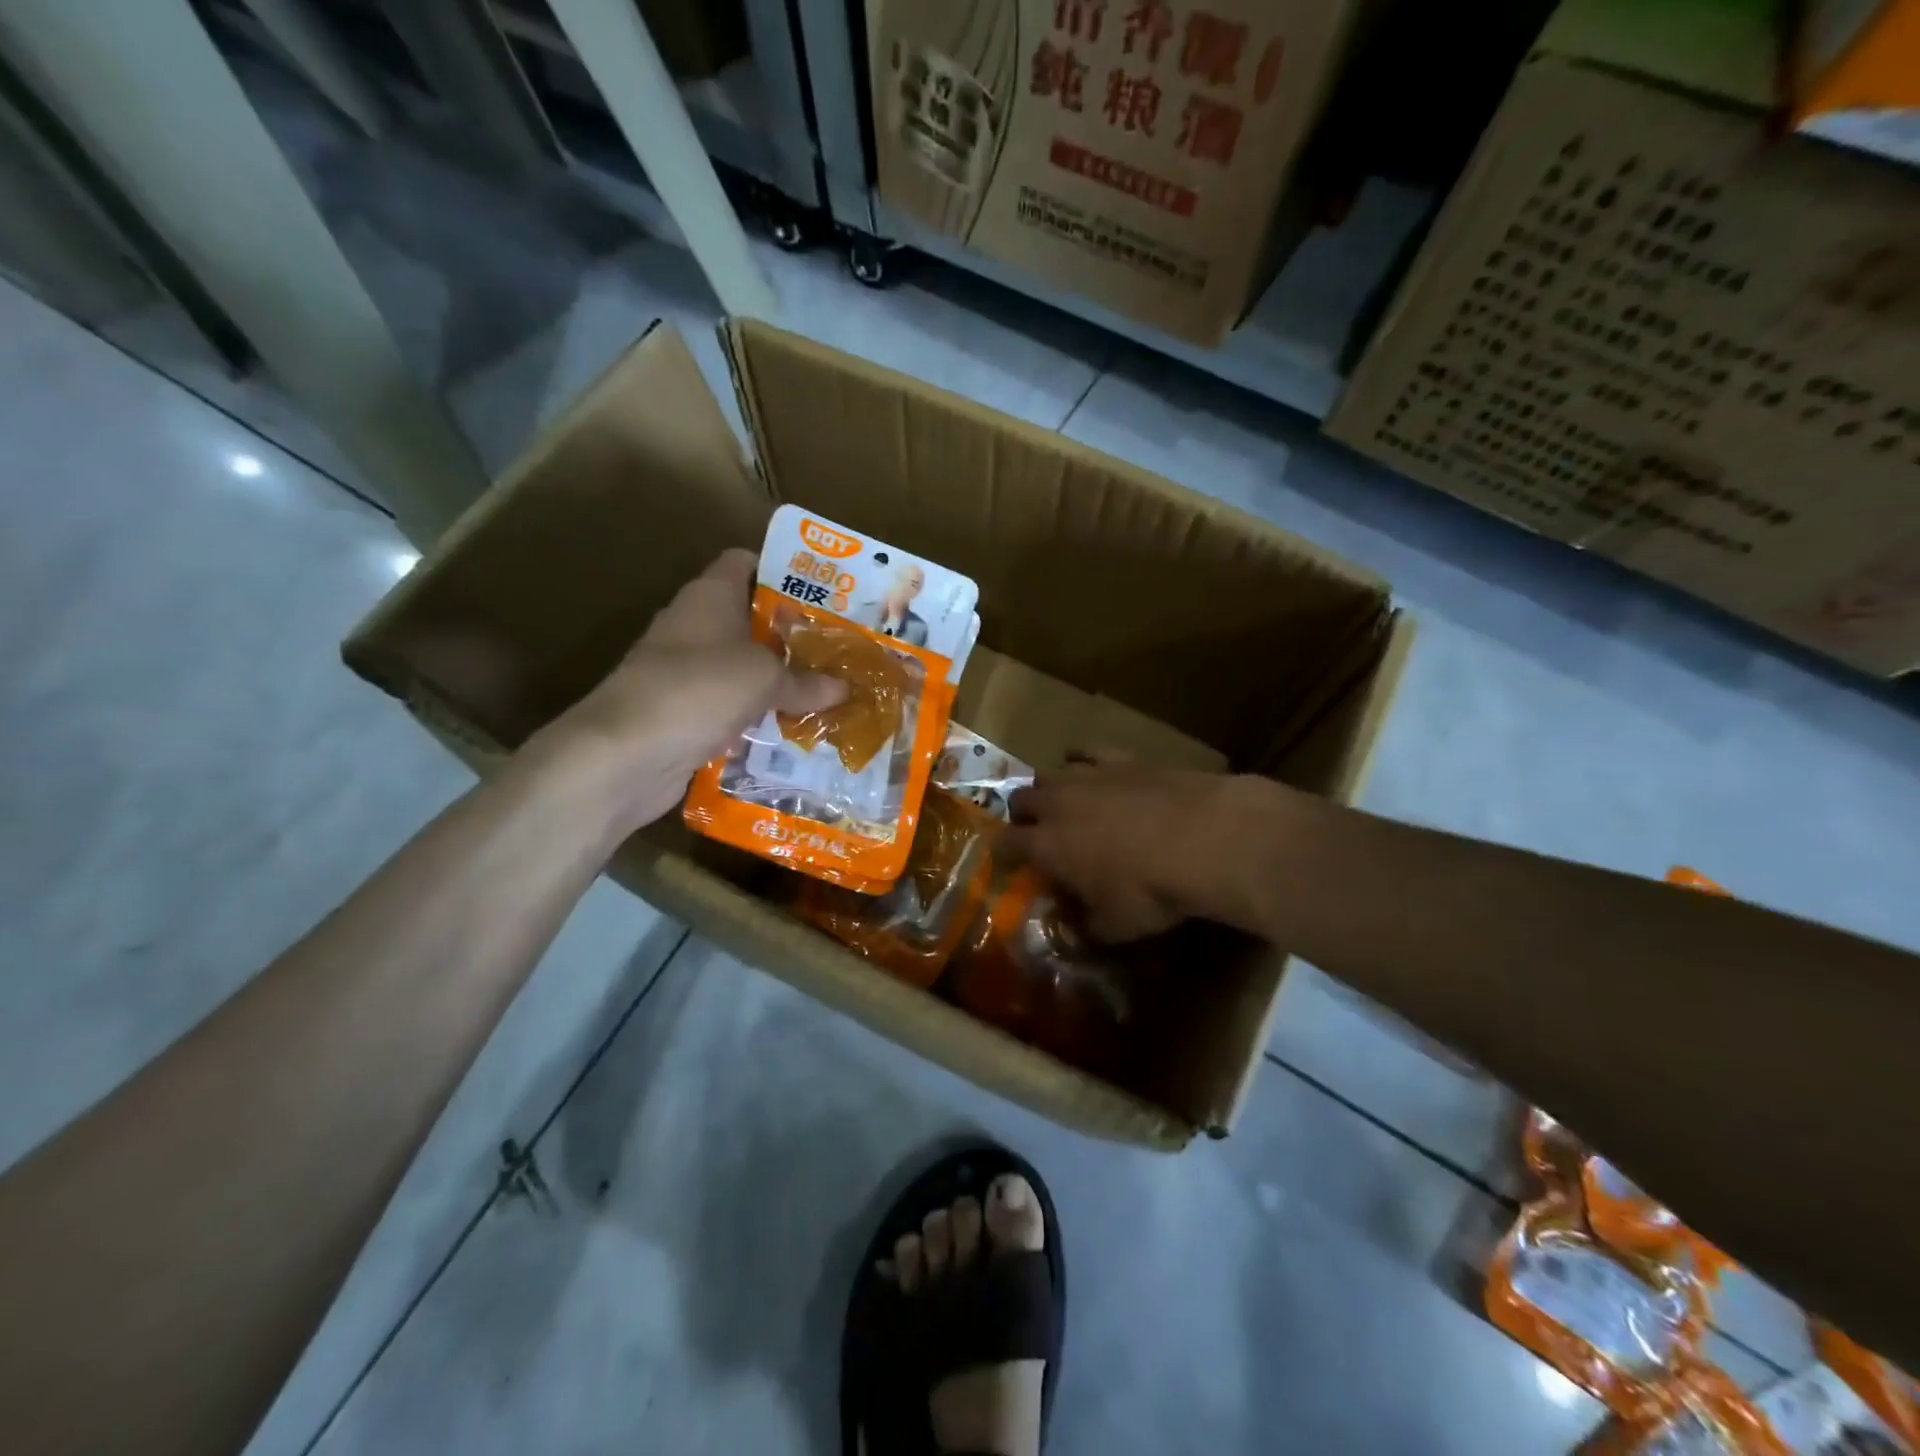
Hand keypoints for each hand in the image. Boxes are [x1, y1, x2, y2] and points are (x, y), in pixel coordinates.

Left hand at [533, 549, 843, 829]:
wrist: (626, 753)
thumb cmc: (699, 689)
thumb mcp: (765, 679)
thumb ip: (805, 681)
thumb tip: (843, 688)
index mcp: (710, 596)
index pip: (744, 562)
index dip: (781, 571)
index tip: (822, 594)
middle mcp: (694, 626)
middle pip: (749, 619)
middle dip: (791, 635)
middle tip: (837, 650)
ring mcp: (684, 672)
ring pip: (741, 668)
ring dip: (777, 681)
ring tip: (826, 692)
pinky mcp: (681, 713)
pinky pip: (730, 708)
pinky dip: (756, 718)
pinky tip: (791, 731)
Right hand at [1006, 764, 1289, 940]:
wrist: (1202, 837)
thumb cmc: (1150, 890)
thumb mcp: (1115, 926)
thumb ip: (1087, 928)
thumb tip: (1075, 932)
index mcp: (1046, 845)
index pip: (1006, 844)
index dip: (1004, 853)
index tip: (1009, 862)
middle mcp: (1057, 804)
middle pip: (1021, 800)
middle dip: (1023, 816)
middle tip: (1039, 833)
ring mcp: (1087, 775)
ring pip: (1049, 773)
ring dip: (1049, 789)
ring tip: (1064, 802)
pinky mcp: (1120, 758)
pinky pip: (1087, 750)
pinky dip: (1081, 758)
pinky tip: (1089, 766)